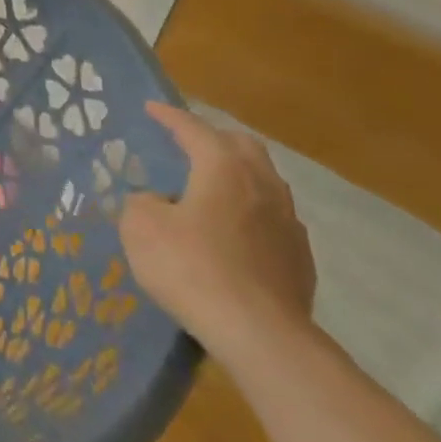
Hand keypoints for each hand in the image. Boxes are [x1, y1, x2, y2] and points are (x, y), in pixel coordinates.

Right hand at [118, 103, 316, 361]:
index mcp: (223, 168)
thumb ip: (142, 204)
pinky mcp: (299, 257)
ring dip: (237, 175)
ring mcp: (288, 221)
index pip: (194, 129)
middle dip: (214, 138)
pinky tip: (234, 233)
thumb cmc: (192, 268)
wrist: (259, 333)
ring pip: (264, 181)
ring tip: (212, 188)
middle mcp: (262, 184)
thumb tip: (155, 202)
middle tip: (189, 144)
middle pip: (241, 146)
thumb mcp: (141, 228)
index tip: (152, 108)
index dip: (170, 117)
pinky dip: (250, 213)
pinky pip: (272, 219)